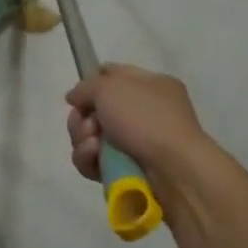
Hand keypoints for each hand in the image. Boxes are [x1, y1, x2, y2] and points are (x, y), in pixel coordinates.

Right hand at [65, 64, 209, 183]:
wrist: (172, 169)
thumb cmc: (146, 119)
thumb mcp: (111, 87)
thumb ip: (86, 87)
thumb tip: (74, 97)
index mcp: (150, 85)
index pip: (113, 76)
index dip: (91, 84)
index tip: (78, 97)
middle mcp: (144, 113)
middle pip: (95, 111)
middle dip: (82, 118)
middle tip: (88, 126)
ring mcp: (135, 144)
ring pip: (91, 138)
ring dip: (83, 140)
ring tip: (93, 146)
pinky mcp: (125, 170)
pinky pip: (95, 162)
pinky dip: (89, 160)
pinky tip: (94, 158)